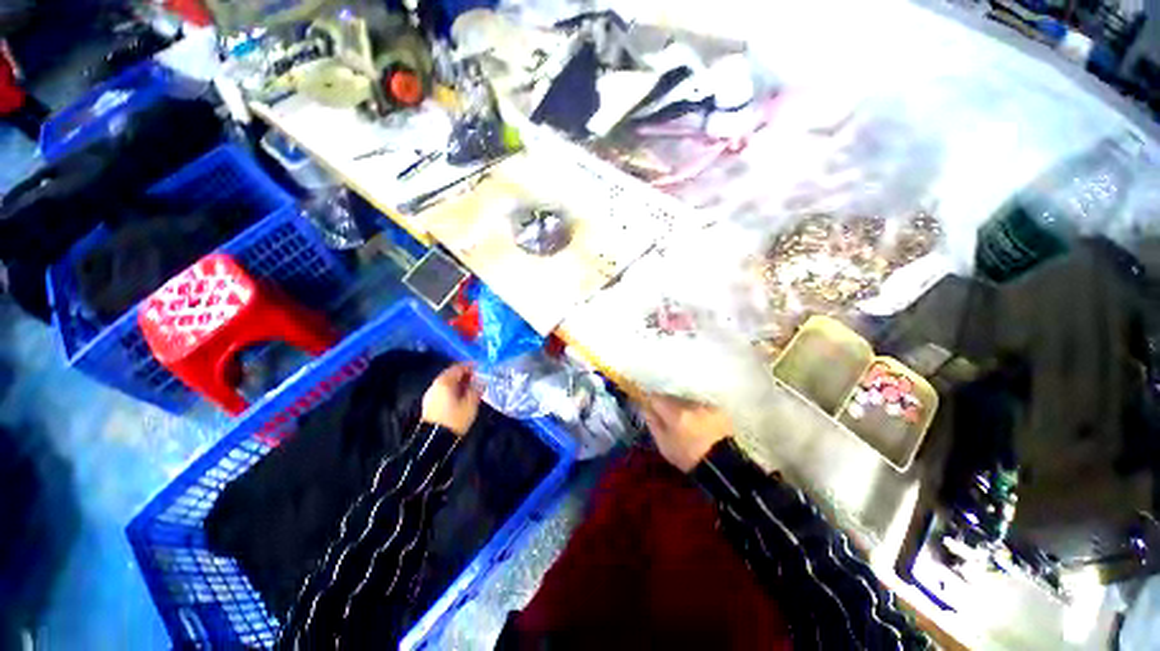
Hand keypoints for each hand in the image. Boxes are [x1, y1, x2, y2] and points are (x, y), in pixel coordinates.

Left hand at [422, 364, 483, 435]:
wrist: (434, 442)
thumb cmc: (455, 419)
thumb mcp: (470, 404)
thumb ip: (476, 389)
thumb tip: (481, 380)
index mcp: (445, 382)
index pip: (458, 367)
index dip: (470, 366)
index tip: (480, 367)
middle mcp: (435, 385)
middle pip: (451, 375)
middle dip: (465, 375)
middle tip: (478, 377)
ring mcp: (431, 395)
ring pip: (447, 384)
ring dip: (459, 383)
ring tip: (472, 387)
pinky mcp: (430, 405)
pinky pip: (444, 392)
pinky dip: (453, 390)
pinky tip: (462, 396)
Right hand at [642, 394, 731, 471]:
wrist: (722, 467)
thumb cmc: (688, 458)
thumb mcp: (664, 444)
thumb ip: (653, 423)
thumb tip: (645, 408)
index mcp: (674, 412)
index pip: (656, 397)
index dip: (651, 402)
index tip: (650, 408)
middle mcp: (690, 404)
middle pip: (672, 397)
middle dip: (667, 405)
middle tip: (668, 420)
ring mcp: (705, 405)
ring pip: (687, 401)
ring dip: (683, 408)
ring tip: (686, 424)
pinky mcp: (718, 410)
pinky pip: (701, 406)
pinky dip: (697, 412)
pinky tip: (699, 425)